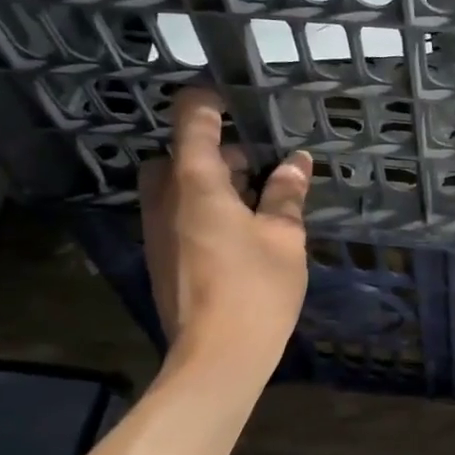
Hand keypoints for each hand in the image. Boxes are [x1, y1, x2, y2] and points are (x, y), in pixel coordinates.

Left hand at [138, 88, 312, 368]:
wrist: (216, 357)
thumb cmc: (255, 288)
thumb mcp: (283, 236)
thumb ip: (286, 194)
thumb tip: (296, 162)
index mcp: (195, 182)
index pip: (190, 118)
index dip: (209, 99)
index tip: (236, 97)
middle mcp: (165, 199)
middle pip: (180, 153)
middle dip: (217, 149)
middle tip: (261, 163)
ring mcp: (157, 230)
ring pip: (178, 185)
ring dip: (212, 180)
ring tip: (258, 198)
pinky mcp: (161, 256)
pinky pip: (177, 213)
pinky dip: (204, 206)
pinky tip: (241, 231)